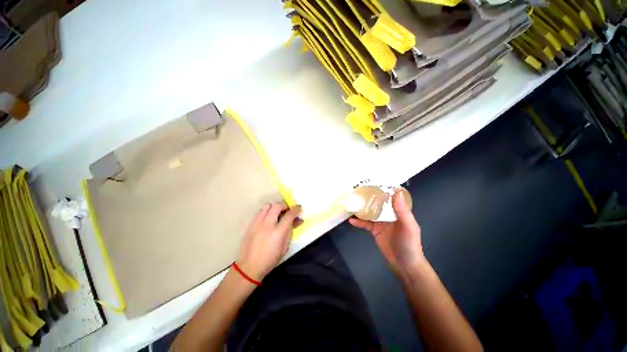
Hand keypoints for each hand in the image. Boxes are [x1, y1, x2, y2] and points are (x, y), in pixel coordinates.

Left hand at [236, 202, 300, 281]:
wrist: (249, 267)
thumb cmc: (270, 260)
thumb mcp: (284, 248)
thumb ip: (290, 232)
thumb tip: (296, 221)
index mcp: (278, 233)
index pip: (289, 215)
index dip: (296, 209)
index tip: (298, 208)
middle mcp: (267, 225)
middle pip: (277, 206)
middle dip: (284, 205)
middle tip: (287, 210)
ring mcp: (257, 223)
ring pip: (267, 206)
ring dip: (274, 207)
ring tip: (277, 213)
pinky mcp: (250, 224)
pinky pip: (259, 211)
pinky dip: (266, 211)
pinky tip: (267, 218)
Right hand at [349, 191, 424, 275]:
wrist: (404, 265)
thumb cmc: (409, 244)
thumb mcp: (408, 226)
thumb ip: (402, 210)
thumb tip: (396, 192)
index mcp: (399, 211)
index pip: (391, 197)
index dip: (384, 189)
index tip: (373, 182)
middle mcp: (389, 215)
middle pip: (378, 203)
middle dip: (369, 197)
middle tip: (358, 190)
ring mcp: (381, 223)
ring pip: (370, 212)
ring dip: (362, 208)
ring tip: (352, 202)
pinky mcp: (375, 231)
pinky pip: (365, 224)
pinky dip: (358, 222)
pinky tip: (351, 220)